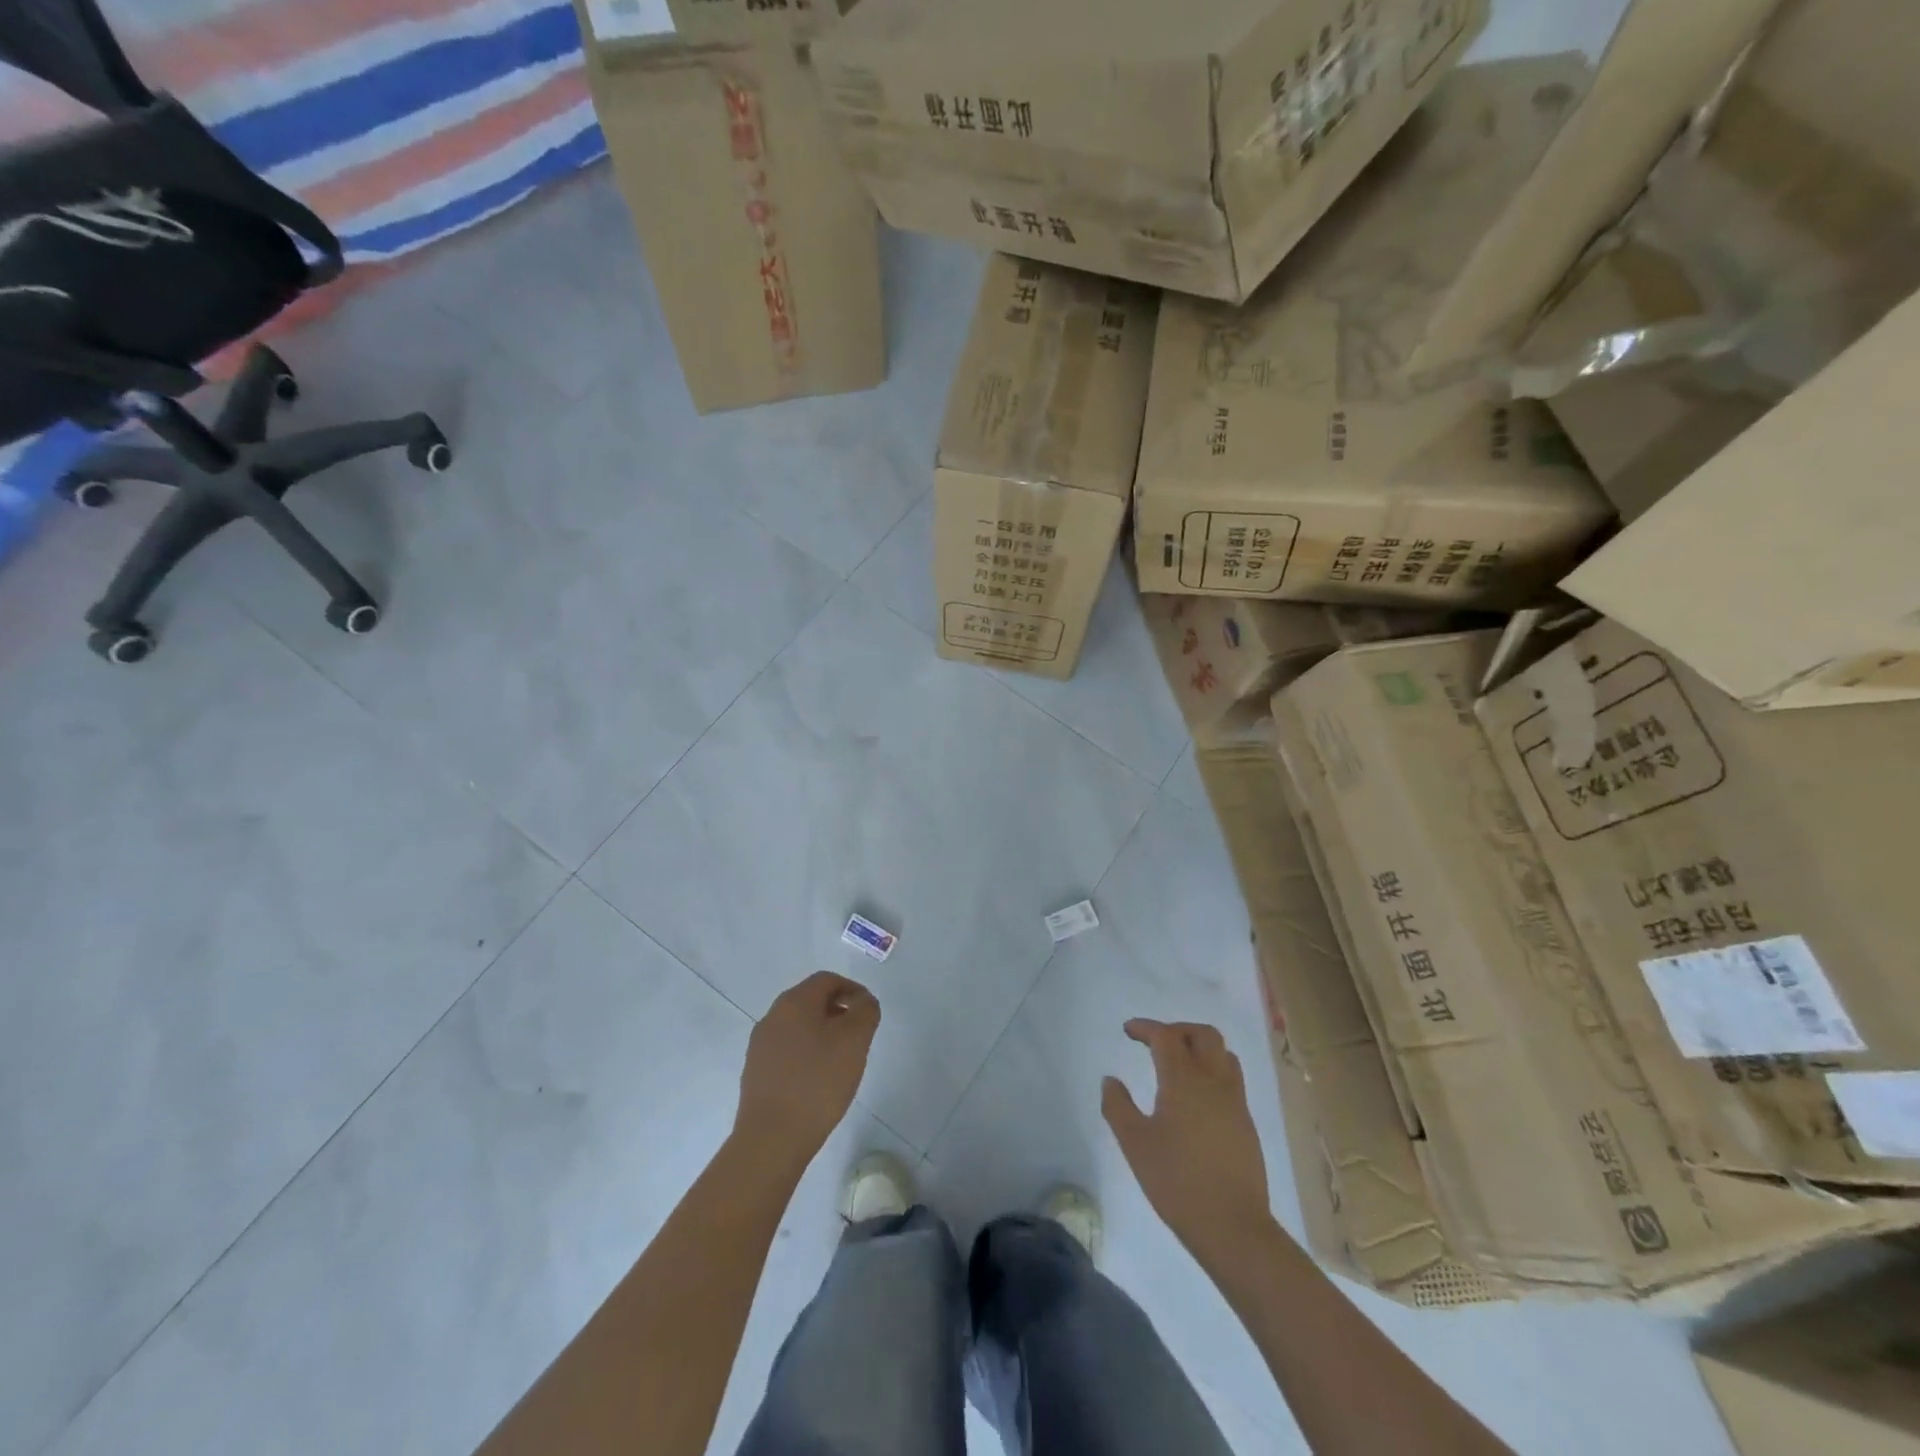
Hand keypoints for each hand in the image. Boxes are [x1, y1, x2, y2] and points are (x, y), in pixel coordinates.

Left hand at [735, 972, 879, 1164]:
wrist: (771, 1138)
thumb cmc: (818, 1082)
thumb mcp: (855, 1040)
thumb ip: (866, 1011)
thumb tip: (863, 1001)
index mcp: (794, 1002)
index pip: (827, 980)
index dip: (853, 989)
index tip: (869, 1012)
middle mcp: (772, 1016)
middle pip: (811, 1001)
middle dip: (838, 1011)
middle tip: (859, 1035)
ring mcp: (760, 1045)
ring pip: (798, 1026)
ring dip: (822, 1033)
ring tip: (841, 1060)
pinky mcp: (756, 1072)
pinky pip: (787, 1050)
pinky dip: (807, 1054)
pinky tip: (818, 1080)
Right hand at [1104, 1019, 1272, 1262]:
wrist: (1233, 1226)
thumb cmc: (1177, 1182)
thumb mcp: (1135, 1144)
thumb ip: (1118, 1106)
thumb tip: (1111, 1080)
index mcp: (1184, 1079)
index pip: (1166, 1036)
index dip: (1145, 1027)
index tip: (1128, 1031)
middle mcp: (1214, 1081)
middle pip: (1203, 1034)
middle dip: (1177, 1030)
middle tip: (1155, 1042)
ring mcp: (1235, 1102)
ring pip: (1223, 1054)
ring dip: (1200, 1048)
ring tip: (1179, 1064)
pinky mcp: (1246, 1123)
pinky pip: (1231, 1079)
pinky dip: (1212, 1071)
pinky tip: (1197, 1097)